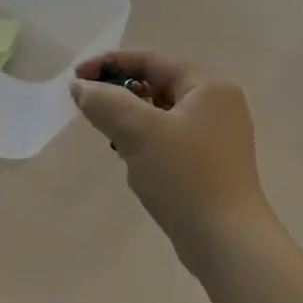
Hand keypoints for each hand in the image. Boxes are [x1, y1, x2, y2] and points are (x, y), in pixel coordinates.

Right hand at [71, 51, 274, 265]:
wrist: (226, 242)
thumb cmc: (184, 177)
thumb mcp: (138, 132)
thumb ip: (105, 102)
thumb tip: (81, 87)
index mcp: (209, 86)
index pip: (152, 60)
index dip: (109, 64)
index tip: (75, 79)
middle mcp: (219, 103)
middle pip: (158, 84)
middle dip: (121, 94)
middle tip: (91, 110)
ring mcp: (219, 135)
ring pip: (162, 113)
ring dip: (132, 119)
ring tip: (112, 139)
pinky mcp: (212, 162)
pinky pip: (171, 137)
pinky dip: (146, 140)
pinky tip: (134, 162)